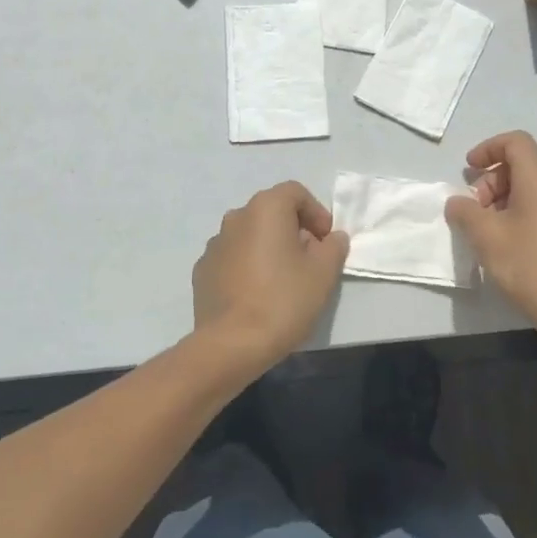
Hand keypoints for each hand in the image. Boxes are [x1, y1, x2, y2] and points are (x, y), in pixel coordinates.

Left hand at [191, 181, 349, 375]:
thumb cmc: (283, 300)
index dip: (316, 212)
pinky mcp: (202, 270)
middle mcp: (236, 217)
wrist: (231, 344)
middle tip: (310, 260)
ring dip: (269, 248)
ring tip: (283, 280)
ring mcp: (214, 244)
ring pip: (250, 235)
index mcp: (265, 208)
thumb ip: (333, 247)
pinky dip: (248, 266)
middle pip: (271, 212)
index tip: (326, 241)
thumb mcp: (324, 273)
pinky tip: (257, 294)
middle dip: (294, 230)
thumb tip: (332, 238)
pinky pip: (233, 258)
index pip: (295, 193)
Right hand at [444, 131, 536, 348]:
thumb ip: (465, 213)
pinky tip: (506, 247)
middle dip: (490, 181)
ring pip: (528, 190)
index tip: (468, 170)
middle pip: (520, 166)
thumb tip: (458, 203)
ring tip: (486, 234)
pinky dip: (516, 216)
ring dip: (500, 202)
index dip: (488, 148)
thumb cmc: (533, 267)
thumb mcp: (487, 238)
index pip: (515, 142)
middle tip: (474, 212)